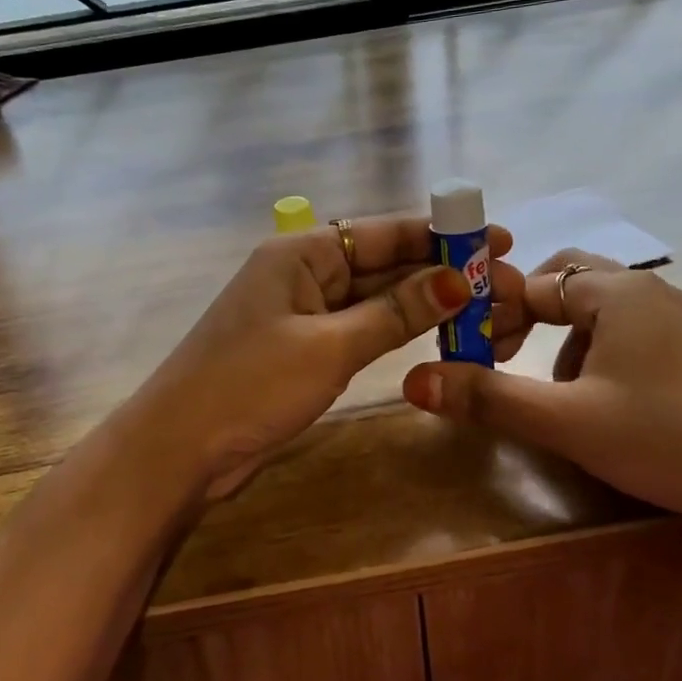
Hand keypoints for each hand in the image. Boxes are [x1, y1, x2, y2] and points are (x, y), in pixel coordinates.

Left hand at [127, 215, 525, 502]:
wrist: (179, 448)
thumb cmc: (250, 385)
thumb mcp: (329, 346)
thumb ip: (394, 313)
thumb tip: (458, 281)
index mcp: (301, 253)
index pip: (382, 232)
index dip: (440, 235)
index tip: (495, 239)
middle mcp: (303, 273)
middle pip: (382, 264)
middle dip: (439, 271)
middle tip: (502, 282)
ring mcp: (302, 313)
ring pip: (374, 299)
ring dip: (422, 303)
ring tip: (482, 307)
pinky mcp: (302, 349)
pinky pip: (360, 329)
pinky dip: (395, 331)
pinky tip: (434, 333)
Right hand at [401, 251, 681, 577]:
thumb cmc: (665, 438)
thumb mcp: (566, 421)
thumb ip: (488, 397)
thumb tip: (413, 381)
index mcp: (615, 292)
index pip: (535, 280)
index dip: (494, 310)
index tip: (470, 351)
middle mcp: (649, 291)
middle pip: (570, 283)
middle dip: (530, 318)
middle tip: (507, 358)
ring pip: (602, 312)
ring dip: (566, 342)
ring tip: (559, 396)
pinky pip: (633, 335)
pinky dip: (602, 356)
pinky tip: (609, 407)